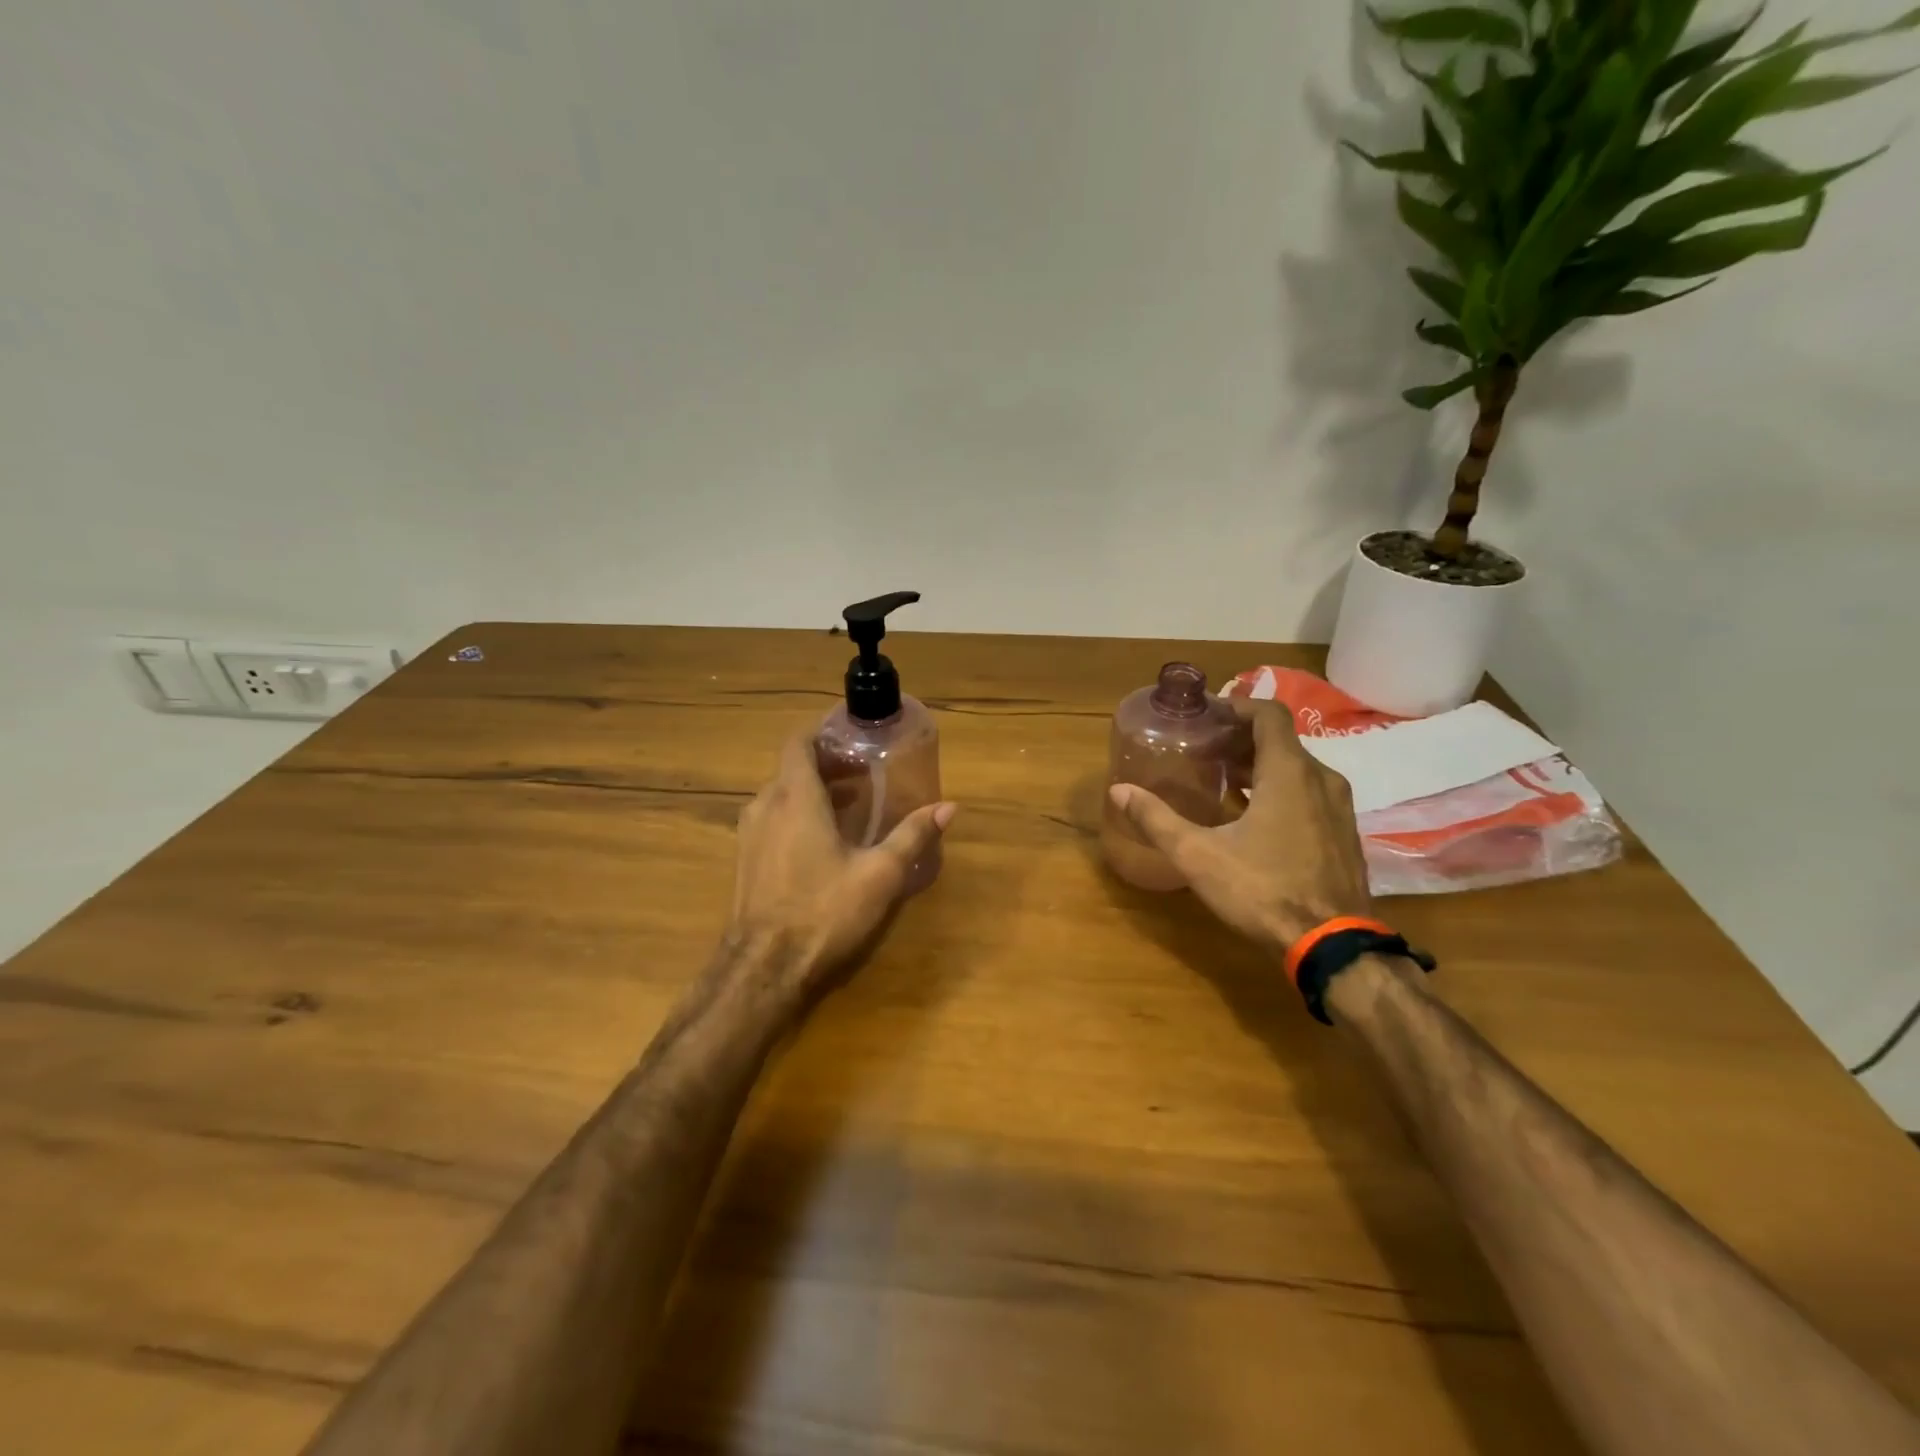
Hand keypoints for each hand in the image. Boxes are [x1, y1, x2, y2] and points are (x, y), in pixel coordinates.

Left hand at [726, 731, 954, 1001]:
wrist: (763, 969)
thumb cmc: (823, 912)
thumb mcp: (879, 875)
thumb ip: (912, 836)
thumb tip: (949, 807)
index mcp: (795, 798)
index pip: (798, 742)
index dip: (822, 732)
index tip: (851, 735)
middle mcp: (765, 807)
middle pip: (792, 769)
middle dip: (827, 765)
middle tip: (865, 774)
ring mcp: (749, 835)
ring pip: (781, 795)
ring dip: (813, 792)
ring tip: (851, 806)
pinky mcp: (745, 861)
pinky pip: (772, 820)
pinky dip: (796, 815)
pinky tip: (824, 842)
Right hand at [1108, 698, 1371, 955]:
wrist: (1332, 945)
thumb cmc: (1262, 890)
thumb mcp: (1198, 855)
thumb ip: (1157, 819)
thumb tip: (1119, 790)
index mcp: (1289, 773)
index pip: (1269, 714)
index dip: (1238, 706)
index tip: (1208, 715)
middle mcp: (1321, 780)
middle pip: (1281, 741)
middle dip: (1241, 740)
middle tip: (1203, 751)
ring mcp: (1338, 808)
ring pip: (1297, 769)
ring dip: (1260, 767)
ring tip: (1222, 781)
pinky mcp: (1343, 834)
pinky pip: (1310, 794)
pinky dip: (1280, 791)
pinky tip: (1252, 818)